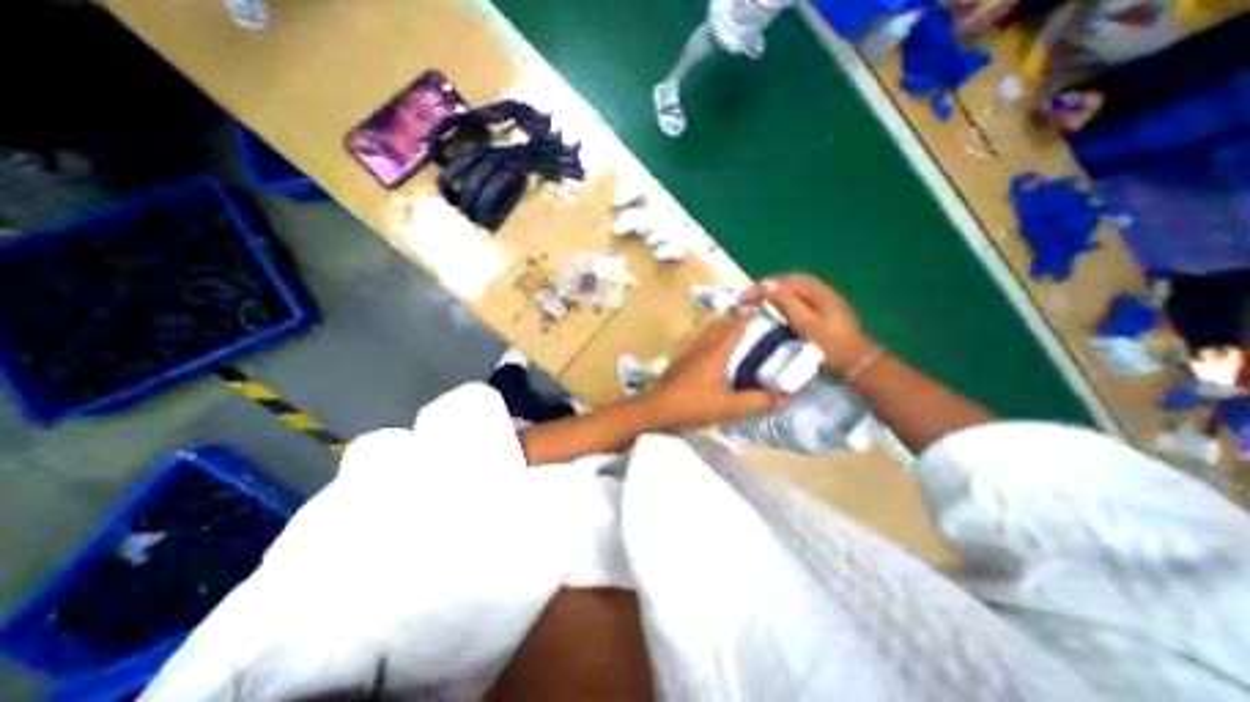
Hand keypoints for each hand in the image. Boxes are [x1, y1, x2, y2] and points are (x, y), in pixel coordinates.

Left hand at [640, 315, 784, 429]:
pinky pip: (703, 342)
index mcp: (716, 350)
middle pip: (723, 323)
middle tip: (760, 323)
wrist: (653, 409)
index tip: (769, 310)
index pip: (737, 324)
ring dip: (726, 328)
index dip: (752, 314)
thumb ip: (757, 401)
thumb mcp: (728, 406)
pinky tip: (720, 355)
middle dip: (740, 318)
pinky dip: (716, 340)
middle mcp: (703, 344)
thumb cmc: (691, 404)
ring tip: (743, 336)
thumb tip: (787, 397)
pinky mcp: (682, 359)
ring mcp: (690, 351)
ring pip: (711, 332)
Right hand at [739, 270, 871, 373]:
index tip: (741, 297)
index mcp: (818, 293)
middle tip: (749, 296)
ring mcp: (827, 299)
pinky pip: (801, 294)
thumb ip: (787, 303)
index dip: (760, 288)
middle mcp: (823, 290)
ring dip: (776, 290)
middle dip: (767, 285)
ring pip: (796, 286)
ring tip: (760, 299)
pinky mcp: (827, 309)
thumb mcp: (806, 325)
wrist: (859, 363)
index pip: (783, 283)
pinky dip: (786, 296)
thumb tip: (766, 284)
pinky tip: (780, 306)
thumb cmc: (830, 347)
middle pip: (790, 280)